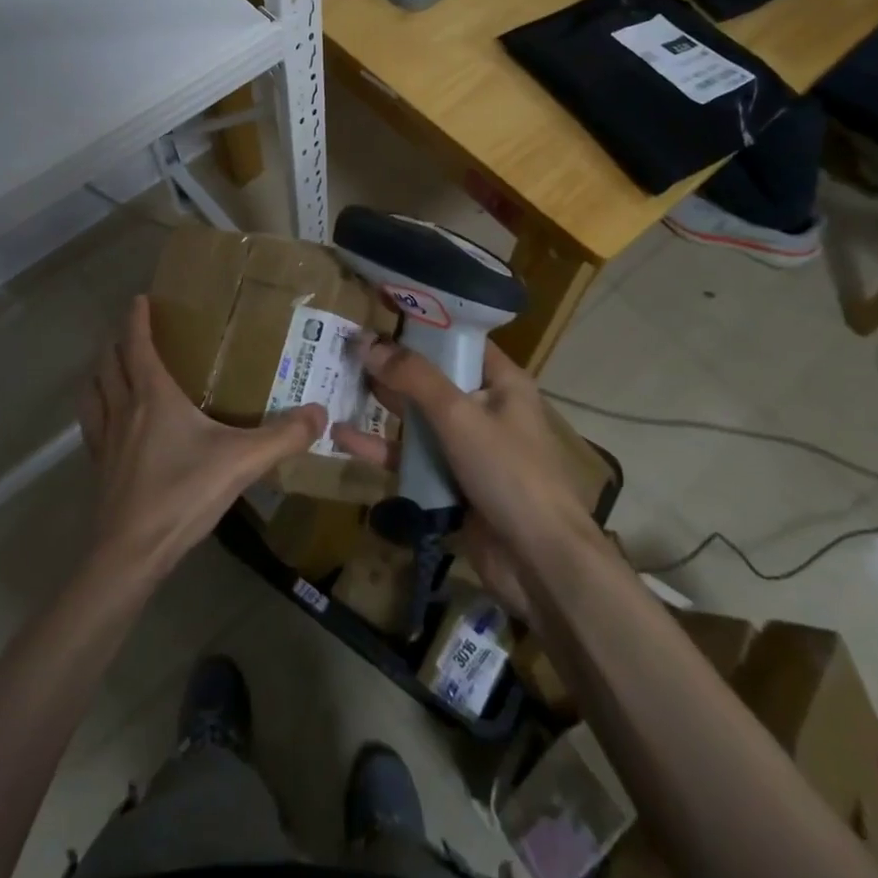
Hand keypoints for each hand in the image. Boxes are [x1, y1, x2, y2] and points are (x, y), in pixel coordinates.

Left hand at [80, 296, 323, 588]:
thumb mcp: (242, 462)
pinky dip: (97, 408)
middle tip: (134, 332)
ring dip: (101, 372)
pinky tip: (112, 422)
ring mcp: (105, 439)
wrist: (131, 553)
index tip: (140, 299)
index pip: (137, 343)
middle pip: (108, 362)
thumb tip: (320, 413)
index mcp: (153, 396)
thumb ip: (283, 436)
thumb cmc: (183, 494)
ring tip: (115, 368)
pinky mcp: (99, 467)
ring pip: (93, 390)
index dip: (137, 318)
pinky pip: (92, 424)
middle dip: (117, 341)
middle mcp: (123, 408)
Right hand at [329, 335, 598, 623]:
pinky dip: (382, 447)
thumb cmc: (510, 473)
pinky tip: (343, 437)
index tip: (379, 314)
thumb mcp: (460, 416)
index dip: (421, 326)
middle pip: (432, 378)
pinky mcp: (450, 482)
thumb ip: (413, 378)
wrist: (539, 563)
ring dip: (382, 405)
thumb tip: (367, 343)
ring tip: (337, 384)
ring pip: (418, 418)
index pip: (459, 340)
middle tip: (345, 348)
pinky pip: (412, 457)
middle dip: (392, 366)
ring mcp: (467, 447)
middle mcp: (486, 408)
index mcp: (502, 383)